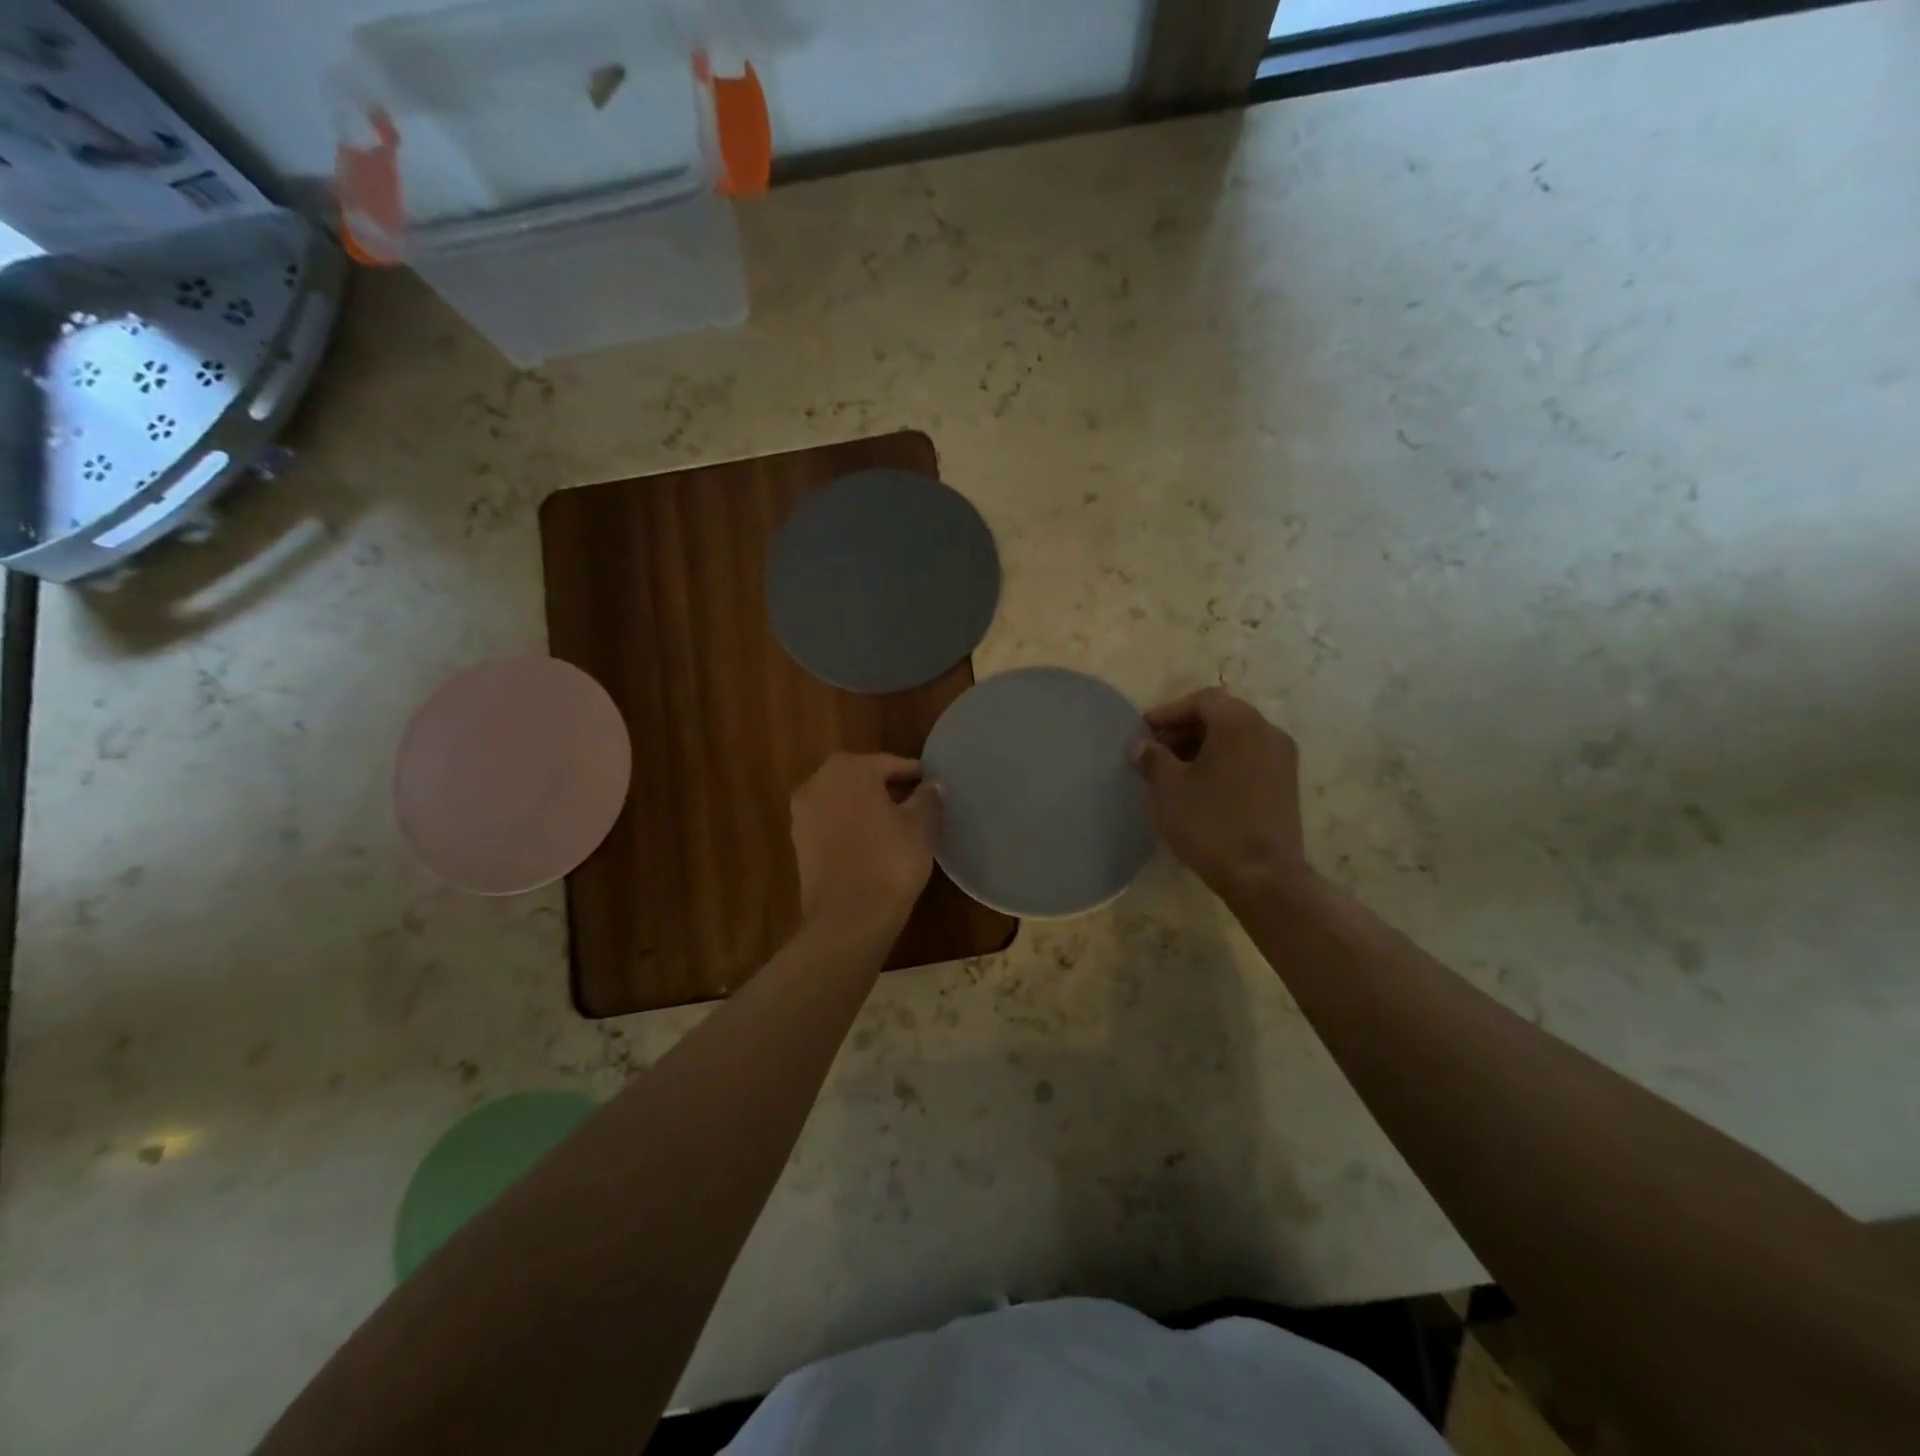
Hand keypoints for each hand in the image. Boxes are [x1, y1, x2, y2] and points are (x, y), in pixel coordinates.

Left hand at [790, 753, 940, 936]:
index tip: (932, 787)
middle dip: (888, 789)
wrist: (848, 917)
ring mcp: (803, 814)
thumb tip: (932, 786)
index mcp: (848, 769)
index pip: (889, 764)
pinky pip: (832, 825)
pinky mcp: (799, 844)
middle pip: (862, 779)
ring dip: (867, 809)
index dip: (914, 775)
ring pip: (844, 802)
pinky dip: (851, 828)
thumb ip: (928, 798)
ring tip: (897, 827)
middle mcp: (818, 782)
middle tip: (917, 805)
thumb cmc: (890, 861)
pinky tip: (873, 845)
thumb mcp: (921, 826)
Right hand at [1133, 688, 1310, 898]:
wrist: (1263, 876)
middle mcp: (1267, 732)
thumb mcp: (1168, 788)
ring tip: (1172, 772)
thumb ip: (1152, 758)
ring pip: (1236, 739)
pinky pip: (1248, 759)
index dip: (1169, 711)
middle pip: (1221, 716)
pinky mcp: (1285, 786)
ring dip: (1202, 747)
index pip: (1202, 700)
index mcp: (1240, 723)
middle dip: (1184, 729)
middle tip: (1155, 751)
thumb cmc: (1210, 823)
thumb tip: (1142, 746)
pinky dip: (1222, 763)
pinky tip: (1199, 788)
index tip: (1144, 731)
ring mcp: (1281, 760)